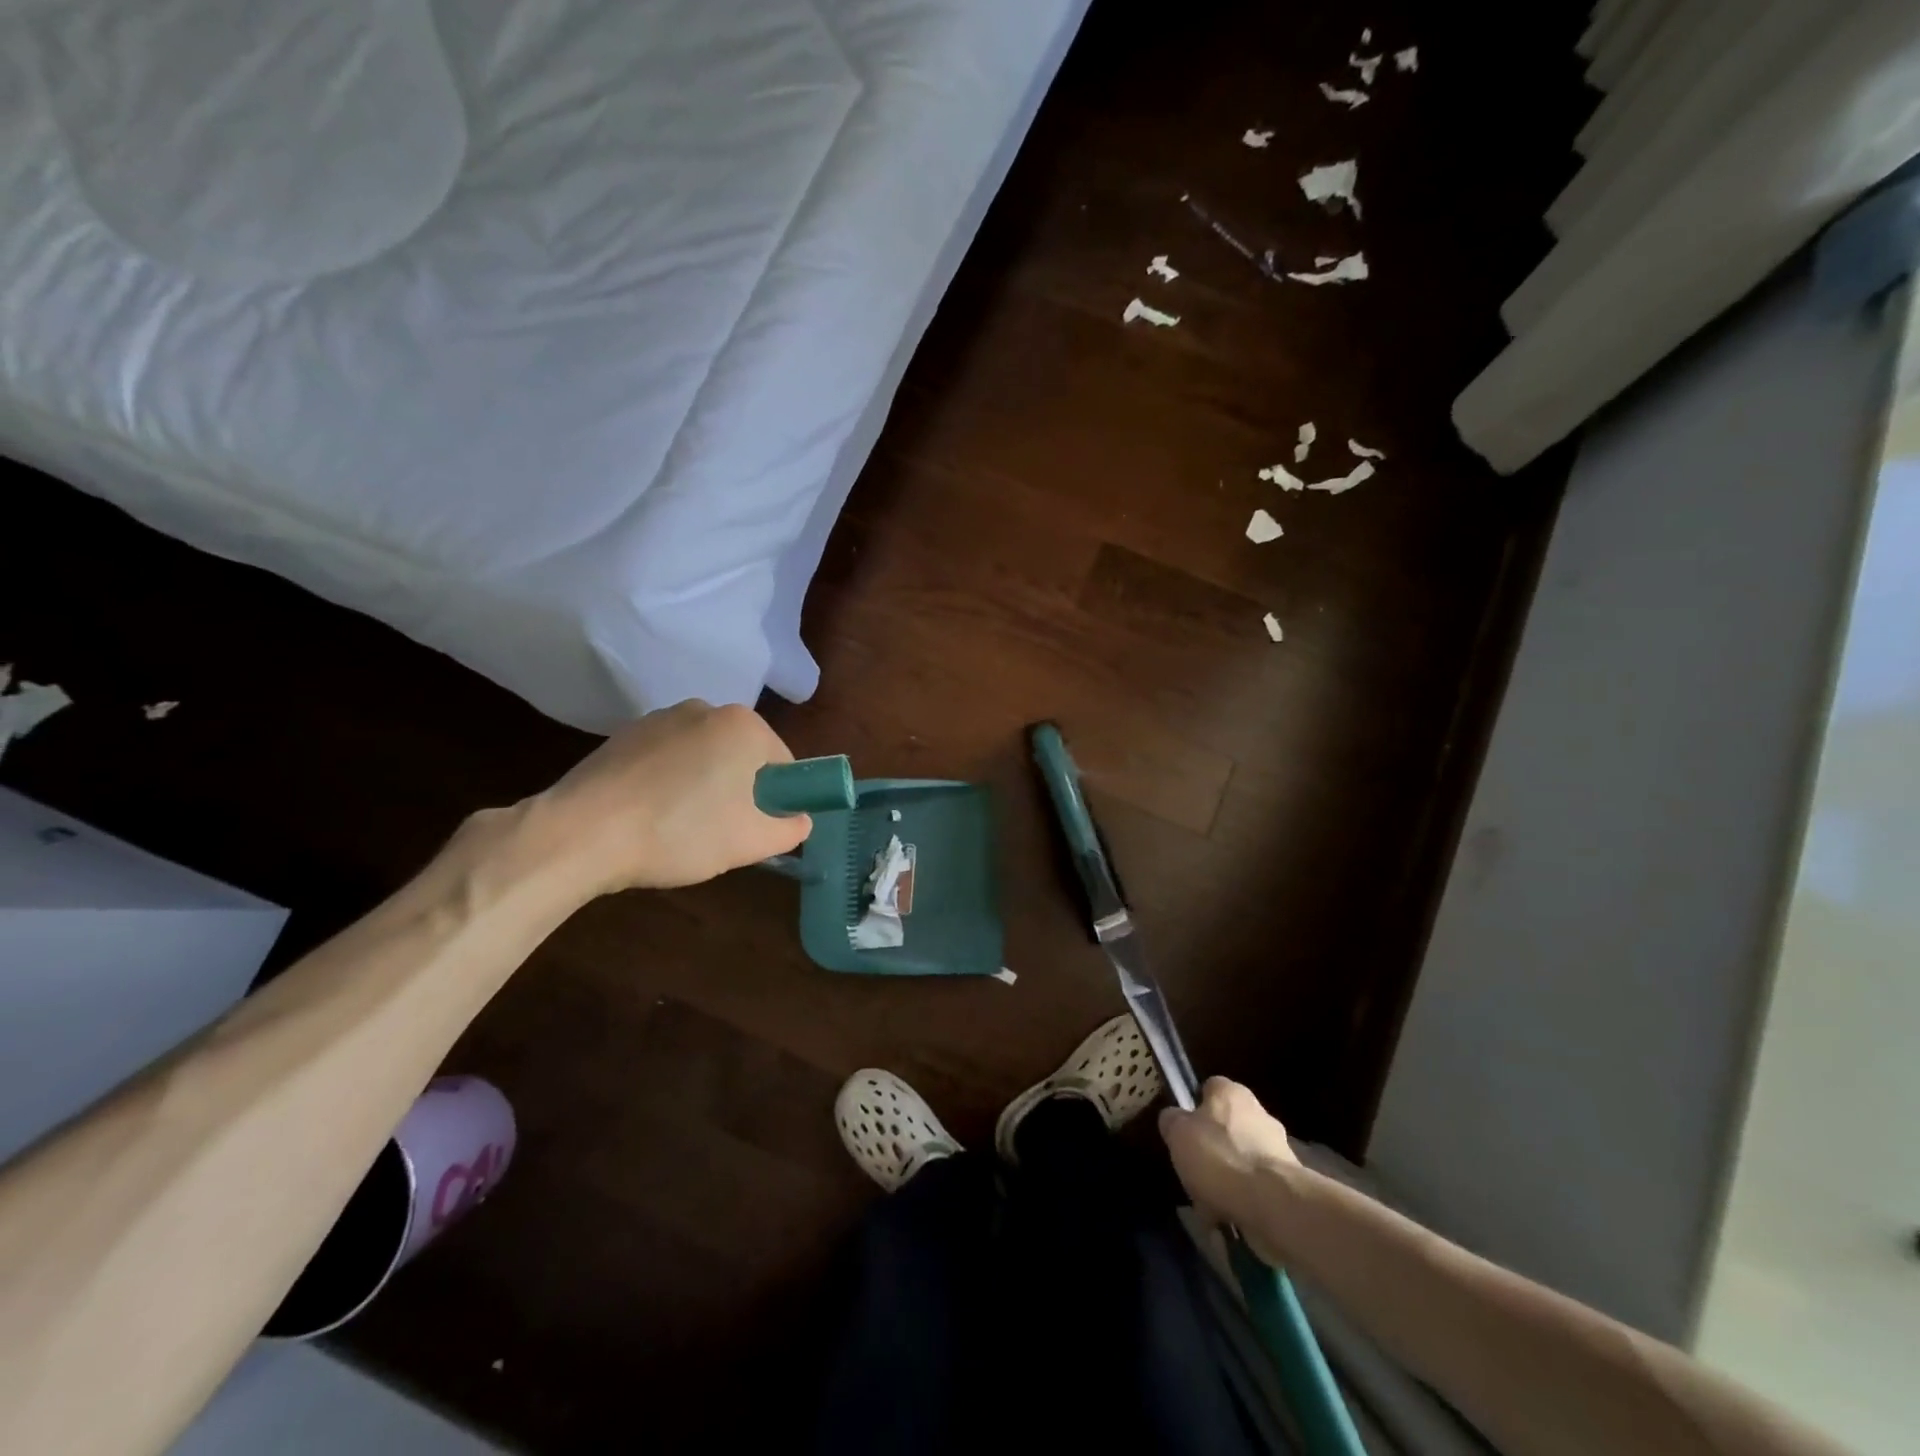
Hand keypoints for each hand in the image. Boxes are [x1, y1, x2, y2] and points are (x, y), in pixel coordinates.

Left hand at [525, 700, 811, 896]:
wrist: (581, 833)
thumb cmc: (680, 832)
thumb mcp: (751, 842)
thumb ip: (791, 829)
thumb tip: (799, 819)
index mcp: (743, 725)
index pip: (783, 764)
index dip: (777, 800)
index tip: (754, 829)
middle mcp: (705, 709)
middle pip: (742, 756)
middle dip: (739, 792)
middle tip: (720, 833)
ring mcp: (660, 718)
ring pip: (703, 758)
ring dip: (703, 787)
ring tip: (678, 828)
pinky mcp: (624, 735)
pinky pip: (666, 759)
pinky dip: (667, 783)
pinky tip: (648, 816)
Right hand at [1160, 1078, 1300, 1255]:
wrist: (1274, 1204)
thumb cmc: (1219, 1157)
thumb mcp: (1178, 1133)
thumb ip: (1172, 1120)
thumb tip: (1174, 1119)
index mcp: (1231, 1092)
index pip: (1208, 1089)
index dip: (1193, 1109)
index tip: (1183, 1133)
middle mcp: (1259, 1112)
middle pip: (1227, 1127)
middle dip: (1213, 1150)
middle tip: (1195, 1174)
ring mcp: (1279, 1148)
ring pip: (1242, 1160)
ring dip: (1228, 1179)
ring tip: (1210, 1206)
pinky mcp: (1290, 1183)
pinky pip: (1257, 1188)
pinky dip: (1244, 1201)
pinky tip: (1230, 1220)